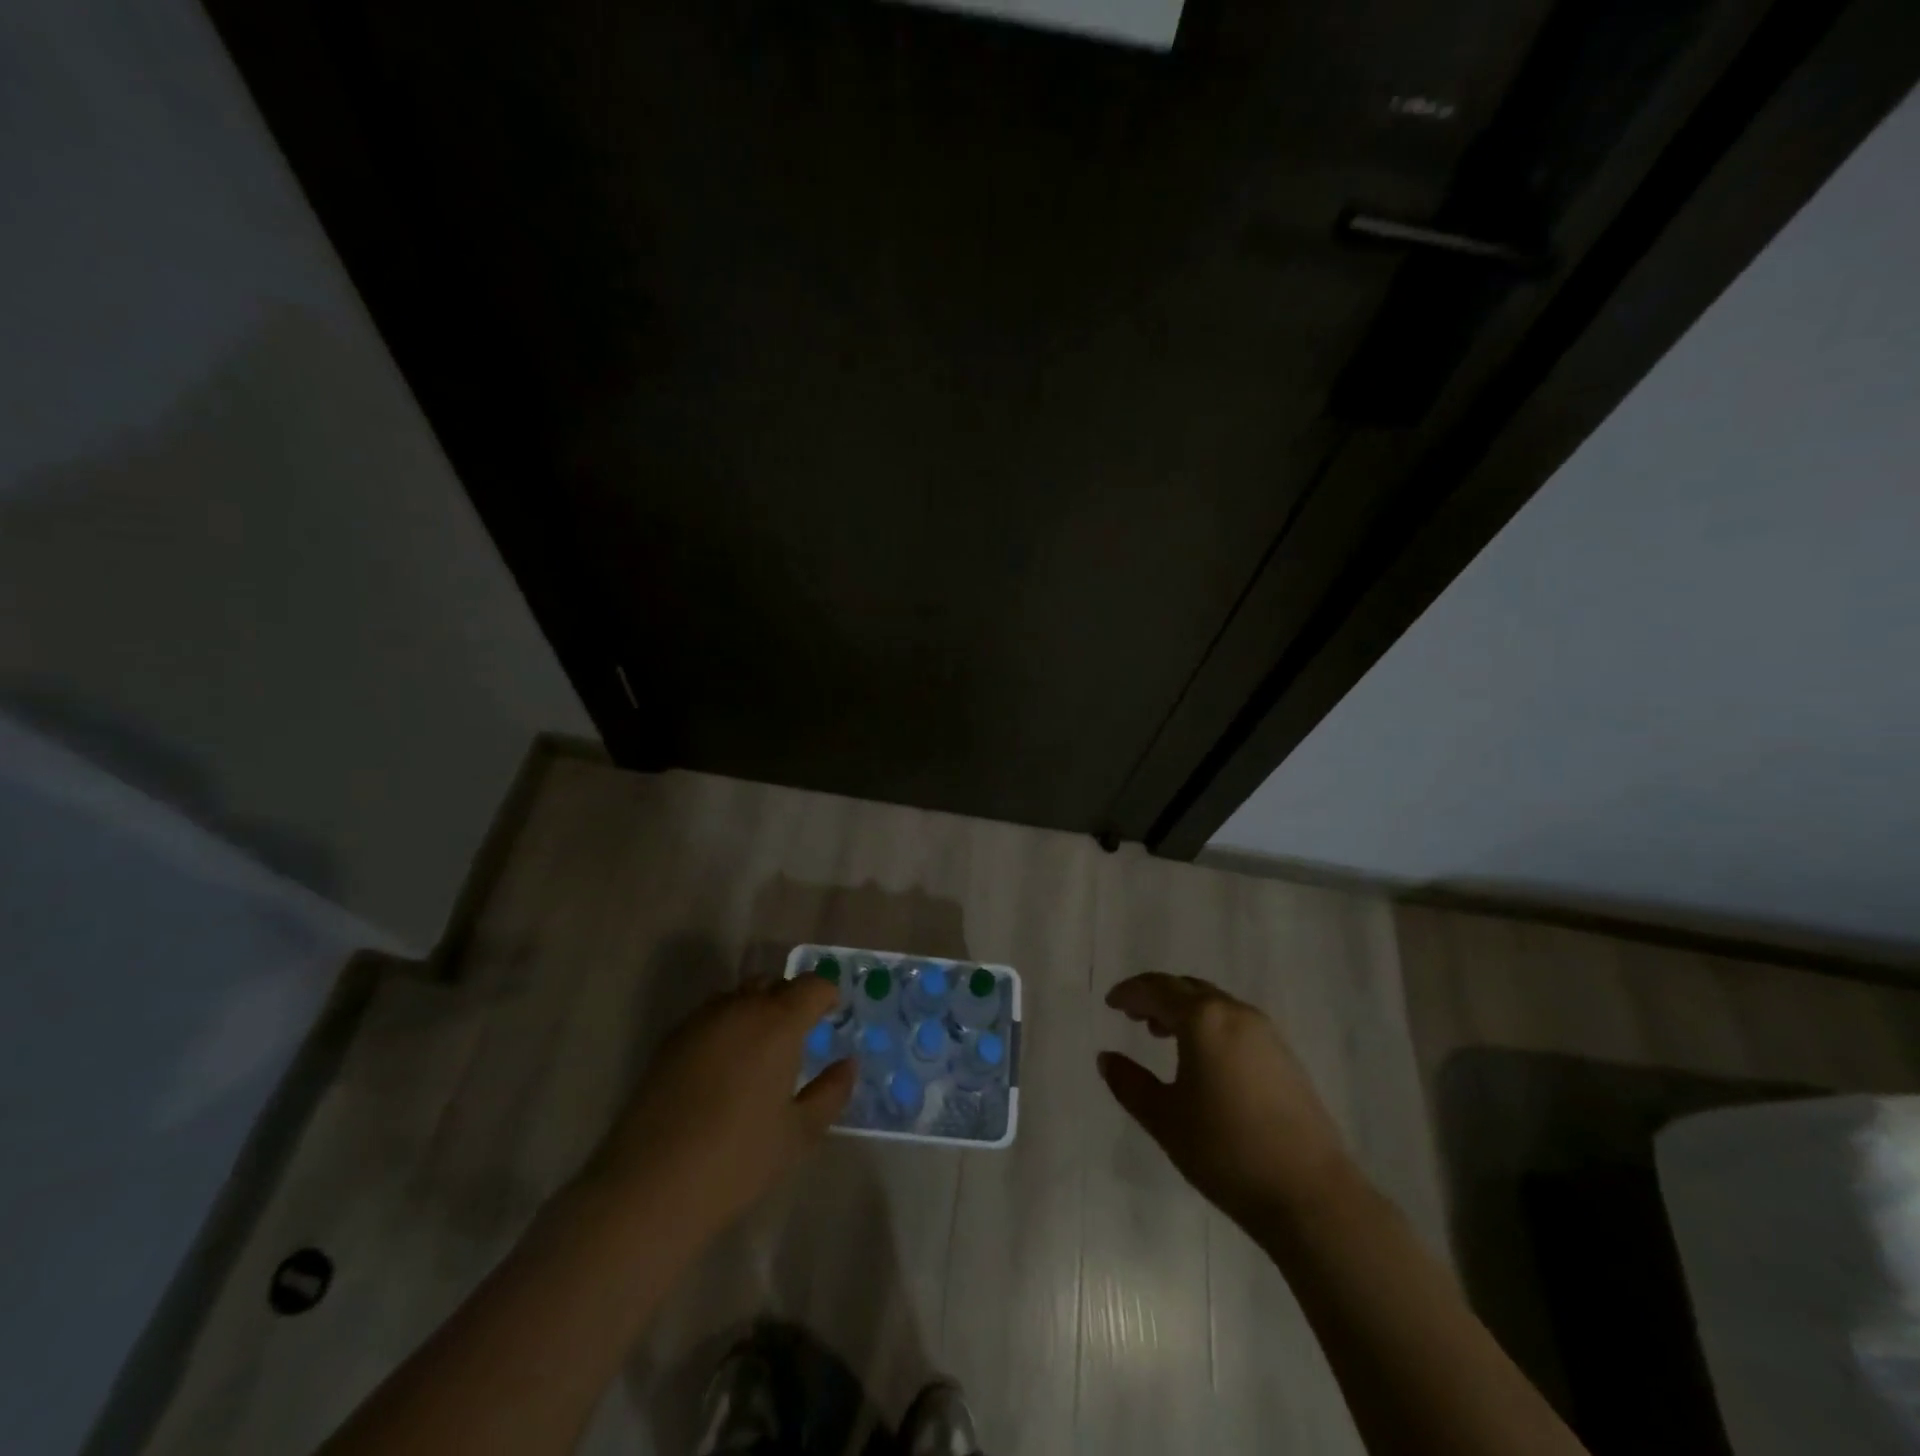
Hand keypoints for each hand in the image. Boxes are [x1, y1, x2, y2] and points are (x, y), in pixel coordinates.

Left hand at [581, 976, 854, 1239]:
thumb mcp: (798, 1133)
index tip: (832, 1015)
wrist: (649, 1186)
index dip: (827, 995)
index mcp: (778, 1022)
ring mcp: (700, 1021)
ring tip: (760, 1051)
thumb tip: (847, 1064)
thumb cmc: (737, 1159)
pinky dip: (727, 1026)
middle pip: (774, 983)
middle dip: (791, 1000)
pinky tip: (724, 1067)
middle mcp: (740, 1008)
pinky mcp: (670, 1040)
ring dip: (757, 1010)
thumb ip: (831, 1092)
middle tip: (799, 1036)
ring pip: (739, 996)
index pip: (812, 985)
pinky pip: (711, 1016)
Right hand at [1098, 973, 1352, 1226]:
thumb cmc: (1226, 1151)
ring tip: (1163, 1035)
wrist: (1310, 1194)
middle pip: (1188, 988)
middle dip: (1158, 996)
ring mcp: (1266, 1033)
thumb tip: (1107, 1058)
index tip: (1111, 1003)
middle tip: (1134, 1015)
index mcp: (1203, 1019)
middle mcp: (1235, 1013)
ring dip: (1185, 1010)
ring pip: (1215, 1004)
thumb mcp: (1165, 1119)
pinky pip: (1236, 1023)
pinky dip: (1210, 1026)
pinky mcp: (1285, 1057)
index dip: (1131, 993)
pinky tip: (1203, 1060)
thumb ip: (1130, 1083)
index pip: (1158, 989)